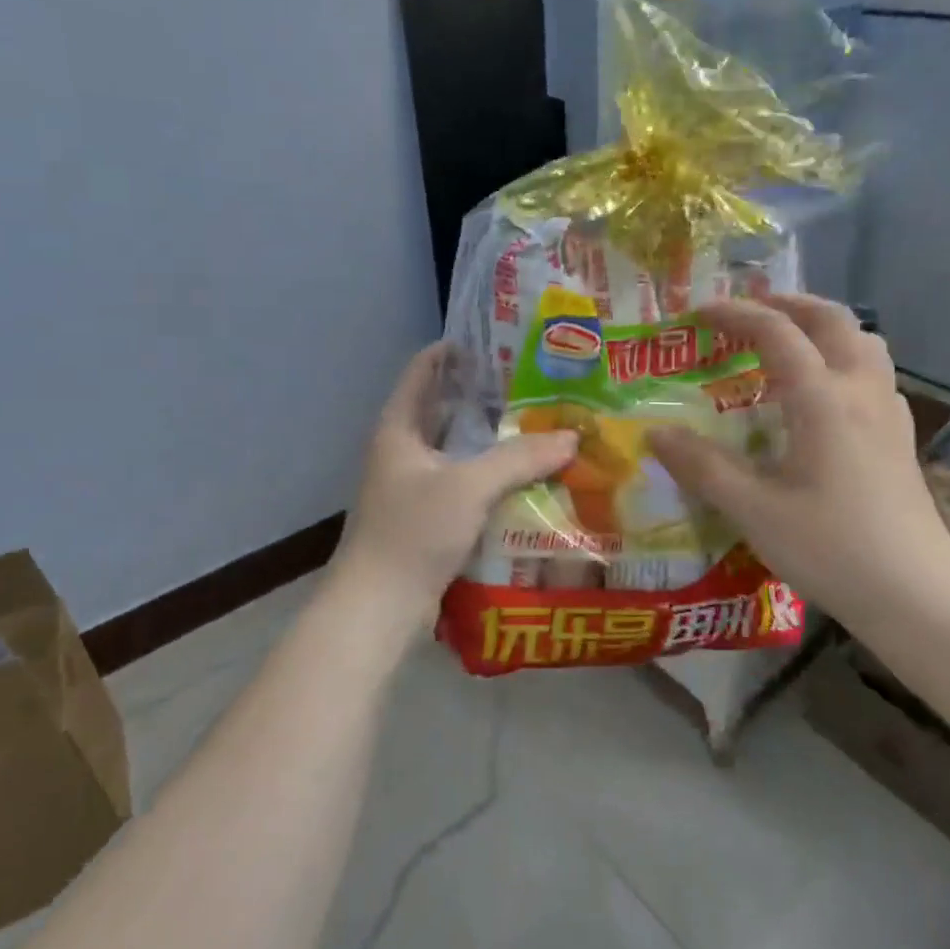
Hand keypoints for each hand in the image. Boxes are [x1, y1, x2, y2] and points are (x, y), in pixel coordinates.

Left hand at [330, 343, 577, 638]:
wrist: (378, 607)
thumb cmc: (413, 532)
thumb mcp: (469, 487)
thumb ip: (519, 459)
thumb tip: (571, 436)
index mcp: (399, 428)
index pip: (424, 370)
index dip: (456, 350)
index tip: (500, 341)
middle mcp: (404, 450)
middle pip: (447, 409)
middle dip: (488, 397)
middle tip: (538, 384)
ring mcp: (415, 486)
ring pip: (460, 450)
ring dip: (495, 440)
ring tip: (543, 425)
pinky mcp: (429, 518)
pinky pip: (466, 484)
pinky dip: (494, 477)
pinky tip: (529, 478)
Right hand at [648, 295, 949, 622]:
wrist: (916, 595)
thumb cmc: (830, 548)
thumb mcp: (753, 510)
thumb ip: (703, 467)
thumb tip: (656, 434)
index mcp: (823, 400)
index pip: (777, 333)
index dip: (735, 314)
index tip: (697, 312)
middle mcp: (860, 391)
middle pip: (832, 320)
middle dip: (787, 303)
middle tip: (749, 310)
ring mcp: (889, 413)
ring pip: (862, 342)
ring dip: (822, 326)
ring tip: (788, 341)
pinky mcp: (900, 438)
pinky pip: (873, 373)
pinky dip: (842, 359)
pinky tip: (824, 395)